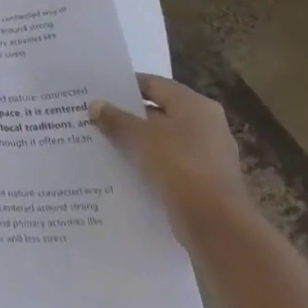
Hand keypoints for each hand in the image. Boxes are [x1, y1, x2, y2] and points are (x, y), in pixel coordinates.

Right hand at [90, 74, 250, 237]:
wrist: (214, 223)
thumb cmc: (179, 166)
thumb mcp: (140, 137)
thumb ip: (116, 119)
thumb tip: (96, 104)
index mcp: (195, 105)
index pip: (153, 84)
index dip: (124, 86)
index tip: (97, 91)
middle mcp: (205, 125)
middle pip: (158, 112)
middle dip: (126, 115)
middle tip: (92, 116)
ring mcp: (206, 154)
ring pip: (161, 140)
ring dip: (134, 141)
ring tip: (100, 141)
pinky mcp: (201, 180)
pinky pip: (167, 163)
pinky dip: (146, 162)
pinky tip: (120, 167)